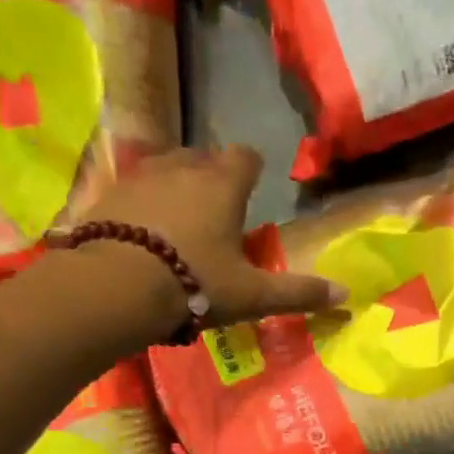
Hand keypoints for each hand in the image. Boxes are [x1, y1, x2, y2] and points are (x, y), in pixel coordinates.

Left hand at [80, 146, 346, 328]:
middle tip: (219, 209)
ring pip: (166, 167)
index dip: (253, 168)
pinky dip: (144, 202)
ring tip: (180, 217)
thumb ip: (297, 292)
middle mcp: (183, 169)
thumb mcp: (252, 295)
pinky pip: (134, 188)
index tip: (255, 184)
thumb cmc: (194, 283)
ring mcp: (141, 177)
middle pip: (204, 157)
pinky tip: (143, 230)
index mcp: (223, 186)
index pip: (245, 157)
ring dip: (177, 184)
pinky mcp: (107, 194)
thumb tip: (346, 293)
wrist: (115, 286)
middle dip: (213, 176)